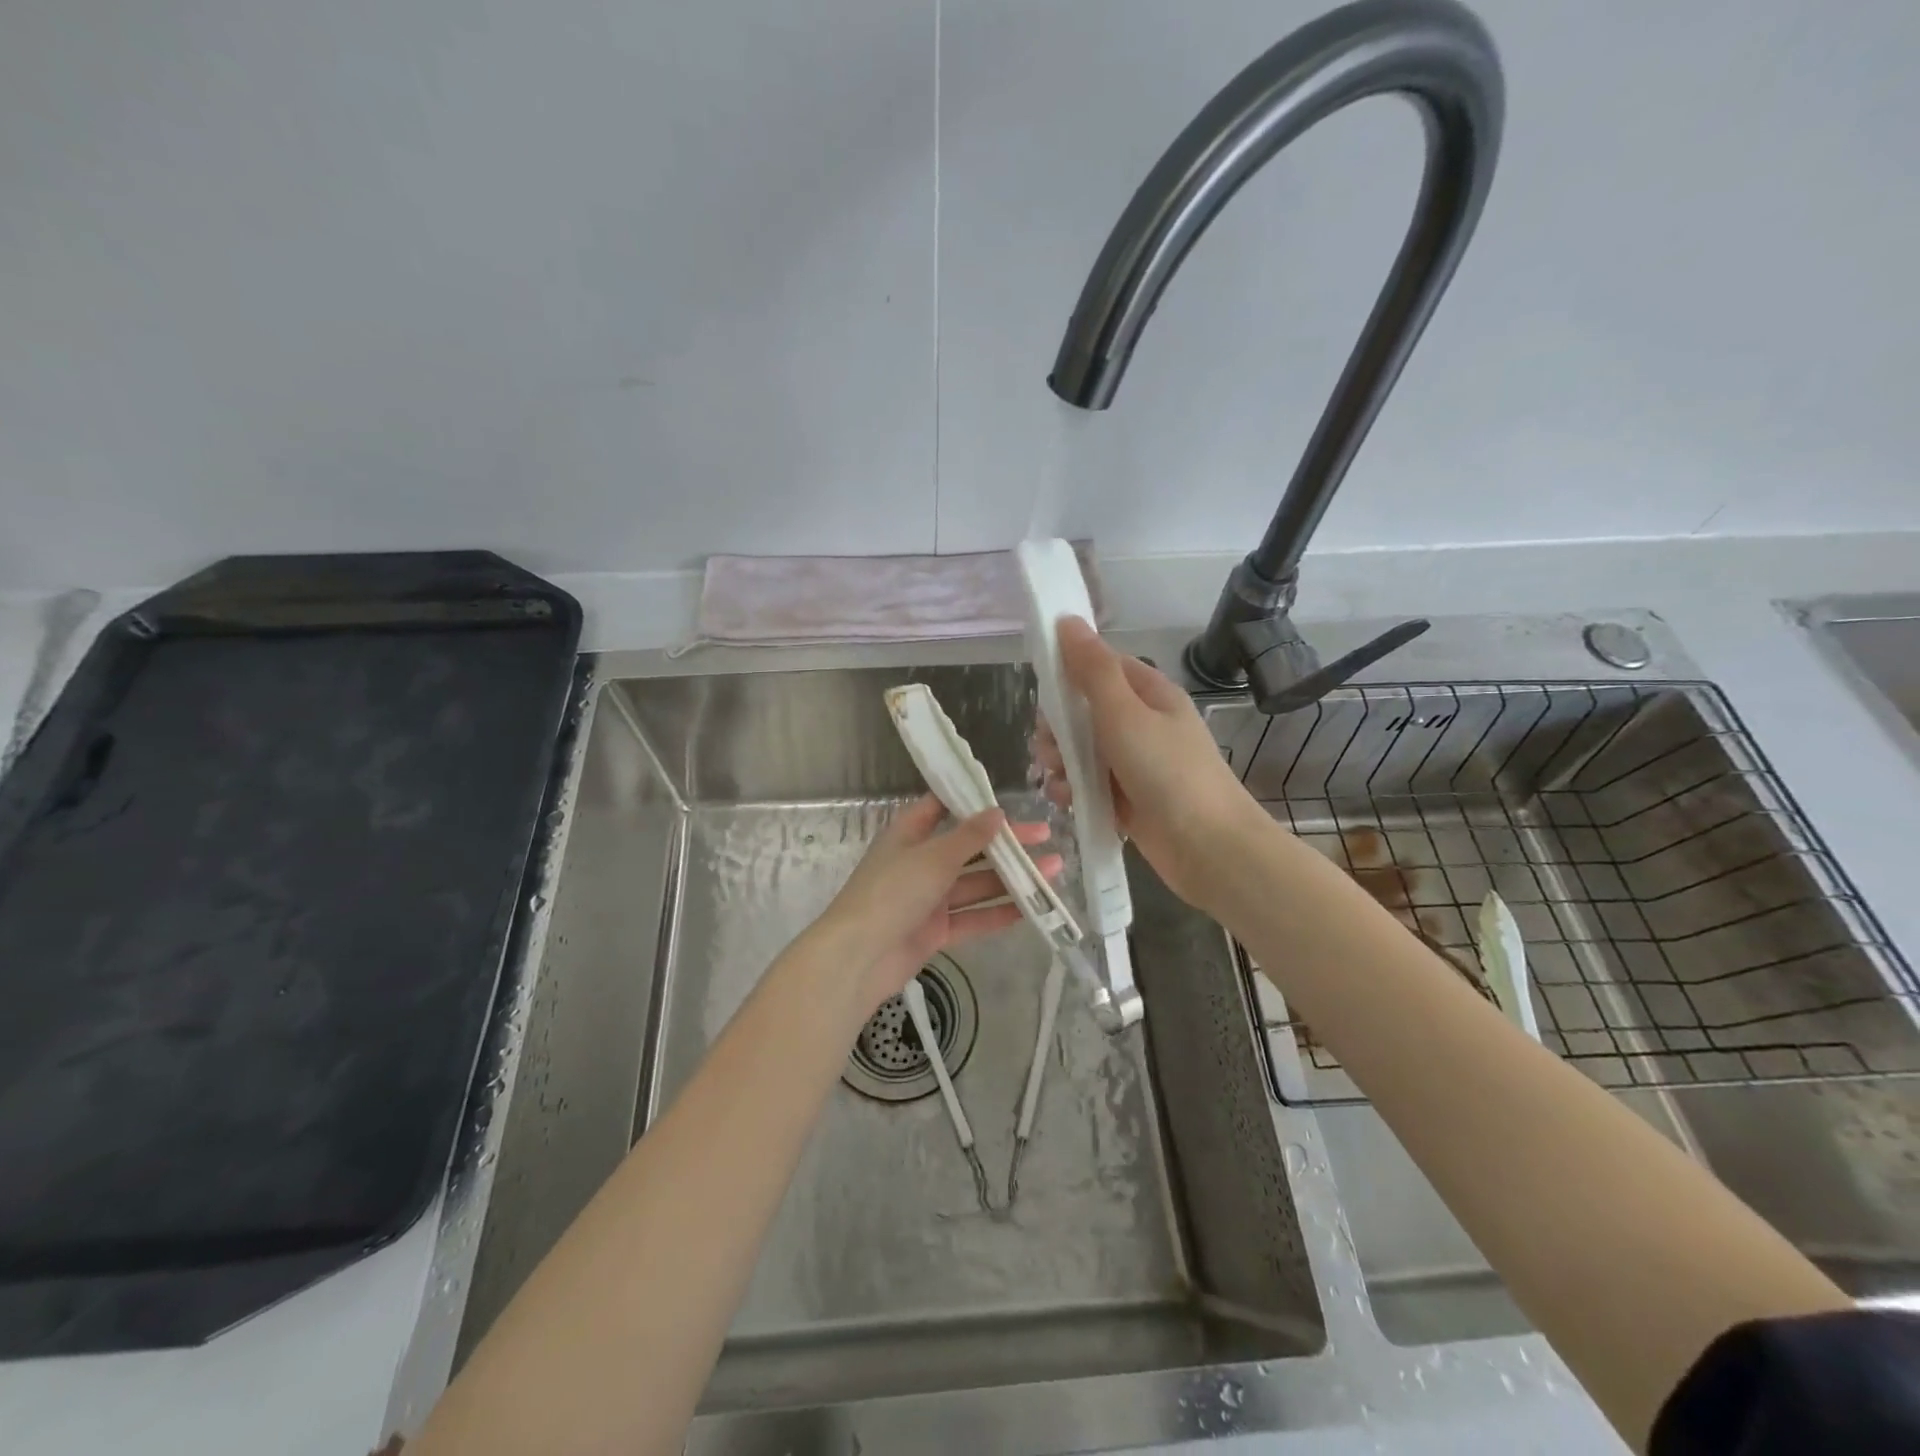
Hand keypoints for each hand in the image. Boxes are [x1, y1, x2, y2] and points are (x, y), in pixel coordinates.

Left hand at [813, 794, 1060, 1014]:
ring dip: (1011, 879)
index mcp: (909, 834)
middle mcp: (919, 862)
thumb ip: (969, 836)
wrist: (859, 957)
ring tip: (1052, 872)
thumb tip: (997, 812)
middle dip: (1006, 845)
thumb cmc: (892, 892)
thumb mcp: (933, 857)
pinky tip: (1031, 909)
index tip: (1008, 800)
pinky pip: (972, 917)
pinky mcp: (935, 931)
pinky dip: (998, 913)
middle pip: (968, 848)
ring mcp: (927, 898)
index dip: (973, 803)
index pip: (942, 808)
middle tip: (1046, 838)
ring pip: (975, 884)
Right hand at [1034, 617, 1265, 911]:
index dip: (1068, 674)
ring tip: (1057, 780)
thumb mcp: (1124, 714)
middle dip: (1058, 728)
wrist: (1208, 848)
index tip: (1043, 693)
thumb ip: (1092, 669)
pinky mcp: (1126, 799)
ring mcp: (1134, 763)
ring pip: (1081, 750)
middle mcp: (1141, 724)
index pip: (1100, 666)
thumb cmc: (1167, 772)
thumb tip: (1067, 620)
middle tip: (1049, 747)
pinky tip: (1066, 800)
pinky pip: (1088, 783)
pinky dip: (1073, 789)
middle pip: (1084, 711)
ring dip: (1061, 761)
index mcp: (1148, 694)